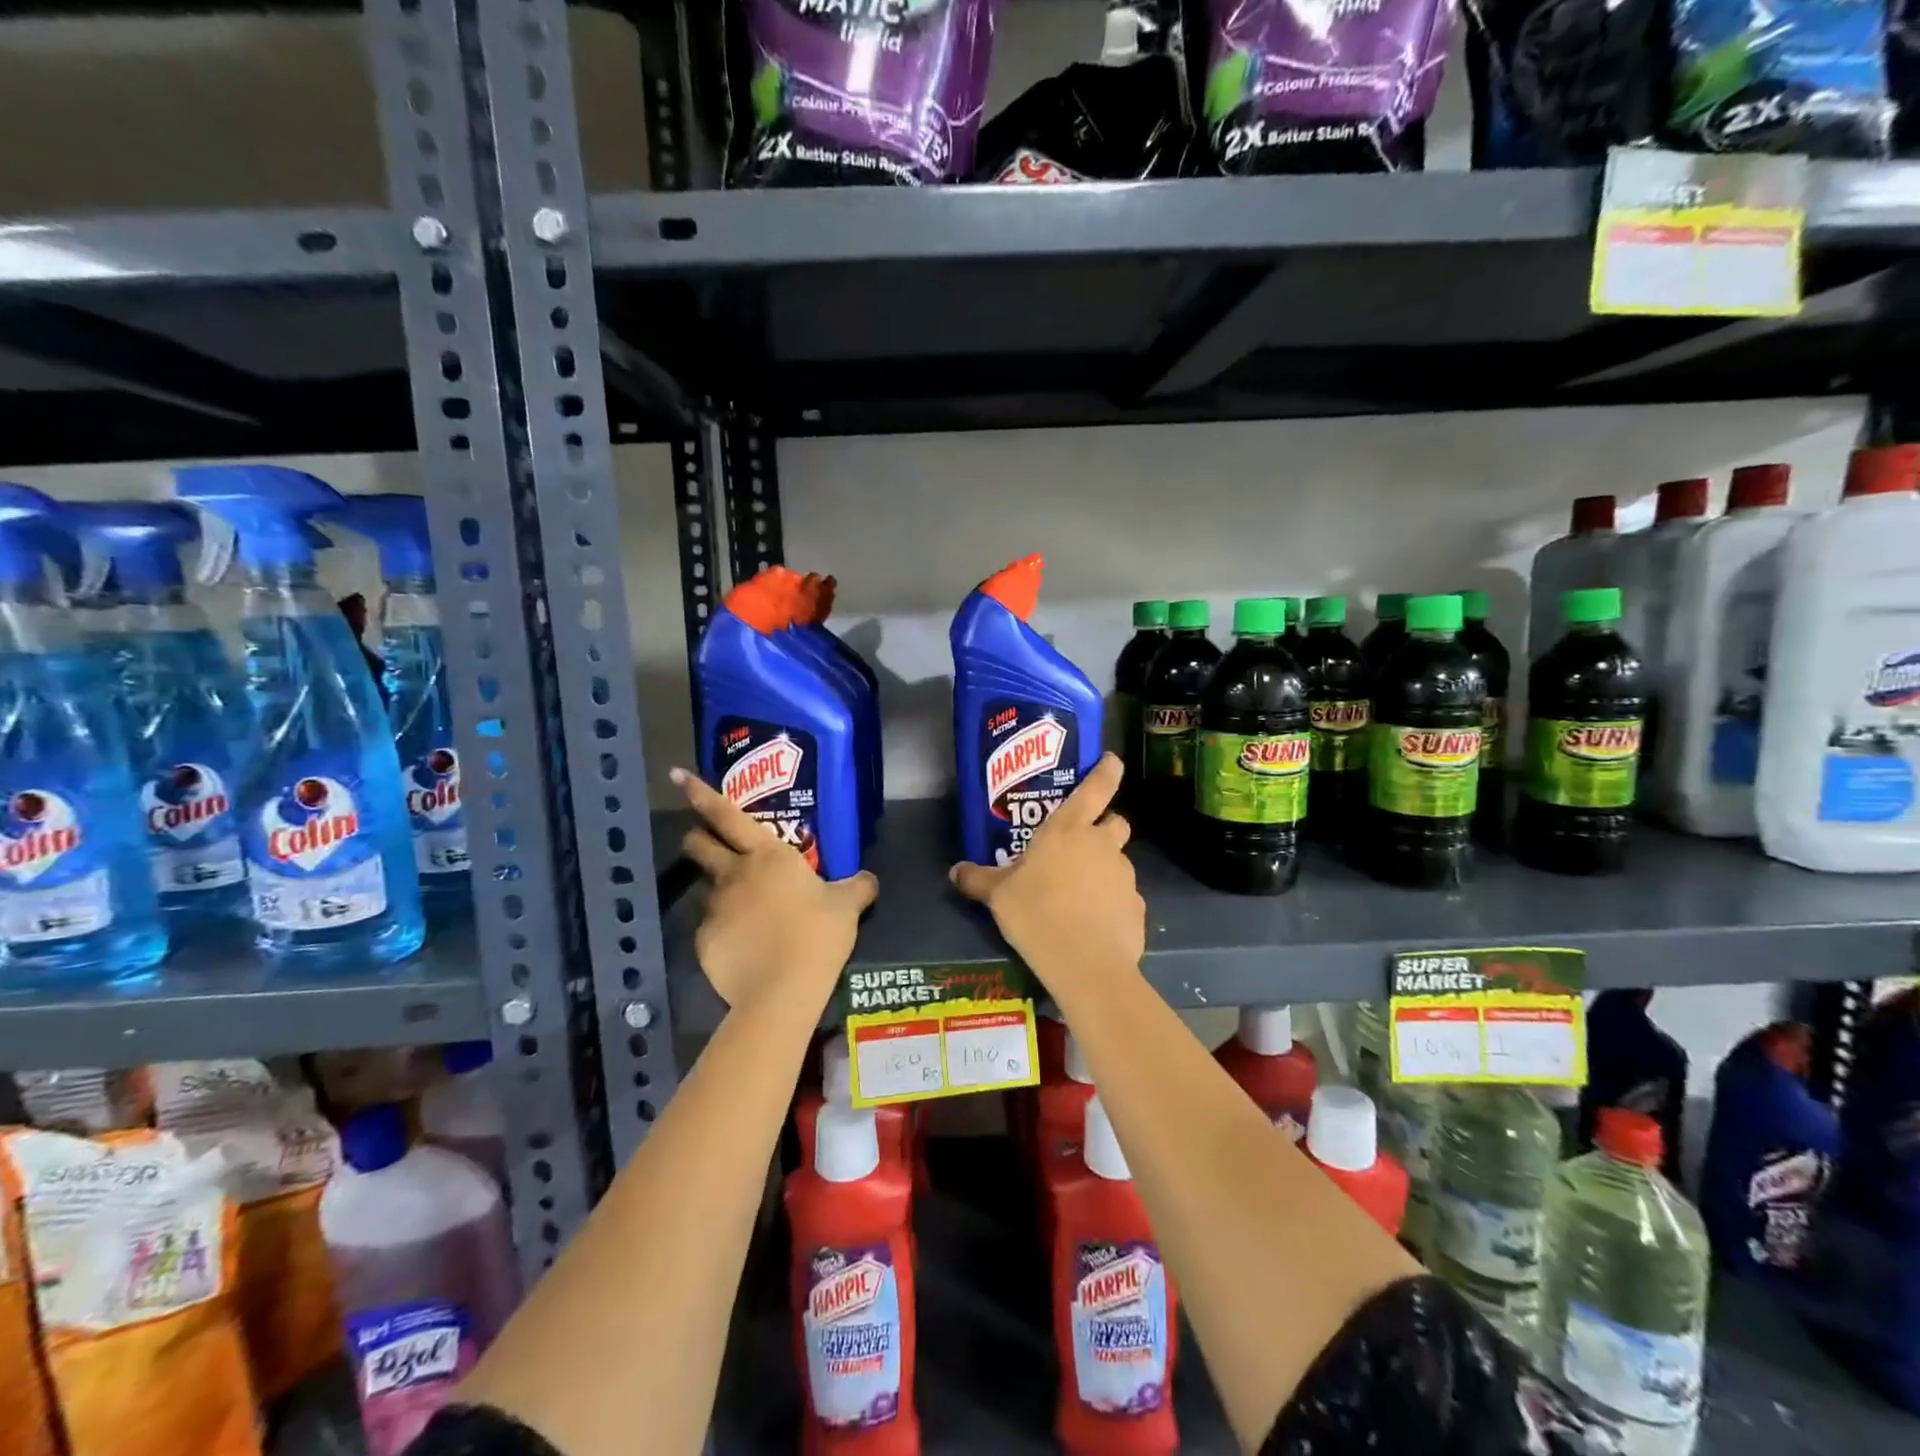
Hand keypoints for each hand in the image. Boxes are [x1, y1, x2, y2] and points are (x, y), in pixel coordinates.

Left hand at [673, 768, 877, 1011]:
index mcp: (767, 855)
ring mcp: (714, 908)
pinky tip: (743, 947)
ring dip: (720, 890)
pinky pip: (711, 928)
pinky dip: (724, 931)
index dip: (701, 793)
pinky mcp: (703, 942)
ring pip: (707, 888)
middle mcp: (733, 873)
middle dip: (698, 837)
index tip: (677, 775)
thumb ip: (857, 887)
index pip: (726, 814)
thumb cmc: (818, 934)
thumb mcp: (847, 906)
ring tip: (743, 911)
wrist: (783, 990)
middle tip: (706, 840)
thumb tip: (868, 879)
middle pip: (699, 844)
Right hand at [949, 753, 1144, 997]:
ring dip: (1104, 868)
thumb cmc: (1036, 914)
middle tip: (1081, 845)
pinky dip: (1112, 903)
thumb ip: (978, 879)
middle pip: (1116, 821)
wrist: (1085, 964)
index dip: (1107, 770)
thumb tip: (955, 871)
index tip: (1112, 760)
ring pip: (1118, 860)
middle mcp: (1101, 844)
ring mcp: (1125, 876)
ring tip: (1079, 894)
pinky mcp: (1137, 907)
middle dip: (1104, 826)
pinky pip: (1124, 897)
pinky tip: (1093, 924)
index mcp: (1068, 829)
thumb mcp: (999, 897)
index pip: (1097, 786)